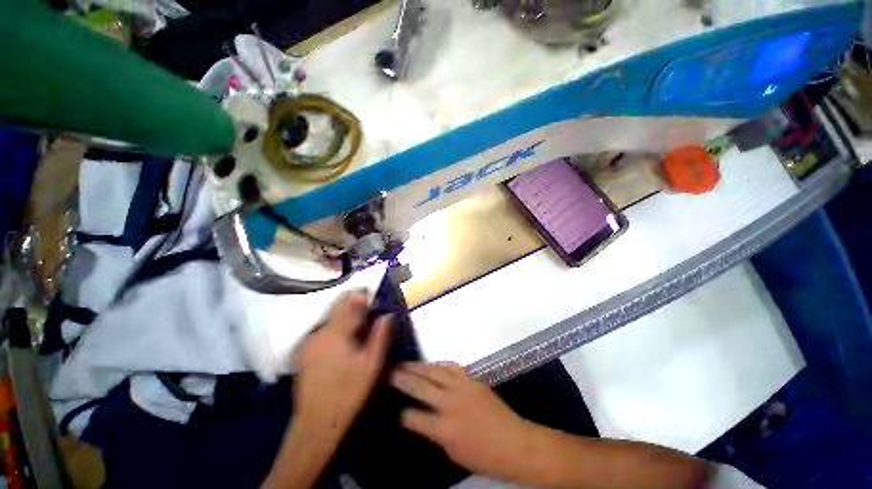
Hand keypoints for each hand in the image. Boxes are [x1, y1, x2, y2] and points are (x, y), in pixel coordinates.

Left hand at [292, 292, 391, 443]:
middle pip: (336, 307)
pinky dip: (337, 327)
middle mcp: (318, 332)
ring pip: (330, 318)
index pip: (348, 302)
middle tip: (370, 312)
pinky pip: (323, 330)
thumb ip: (380, 336)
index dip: (362, 295)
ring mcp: (308, 342)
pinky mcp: (304, 351)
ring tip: (361, 327)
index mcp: (334, 333)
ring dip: (346, 316)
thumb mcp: (371, 365)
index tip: (374, 298)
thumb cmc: (348, 393)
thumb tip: (387, 315)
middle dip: (354, 304)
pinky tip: (346, 341)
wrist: (316, 424)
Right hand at [390, 362, 534, 477]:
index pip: (414, 417)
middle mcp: (450, 404)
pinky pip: (452, 367)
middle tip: (391, 372)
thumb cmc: (484, 457)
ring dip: (418, 366)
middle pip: (421, 387)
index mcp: (444, 429)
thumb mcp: (453, 453)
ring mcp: (462, 388)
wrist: (514, 442)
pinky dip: (440, 364)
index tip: (395, 409)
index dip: (402, 414)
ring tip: (405, 363)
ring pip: (434, 371)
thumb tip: (424, 419)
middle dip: (403, 379)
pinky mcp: (472, 380)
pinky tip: (432, 363)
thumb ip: (436, 433)